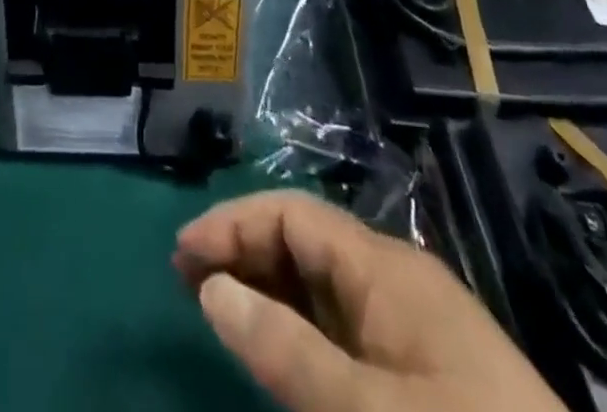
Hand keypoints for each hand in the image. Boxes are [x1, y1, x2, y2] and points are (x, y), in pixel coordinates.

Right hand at [174, 190, 566, 411]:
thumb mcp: (367, 409)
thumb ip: (286, 349)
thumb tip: (211, 288)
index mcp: (383, 266)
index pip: (291, 215)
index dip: (232, 224)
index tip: (181, 256)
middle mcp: (395, 278)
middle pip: (304, 241)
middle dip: (243, 252)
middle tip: (187, 284)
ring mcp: (413, 322)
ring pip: (322, 283)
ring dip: (268, 289)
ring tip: (219, 310)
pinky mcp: (426, 366)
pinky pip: (345, 324)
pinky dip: (301, 326)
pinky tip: (280, 348)